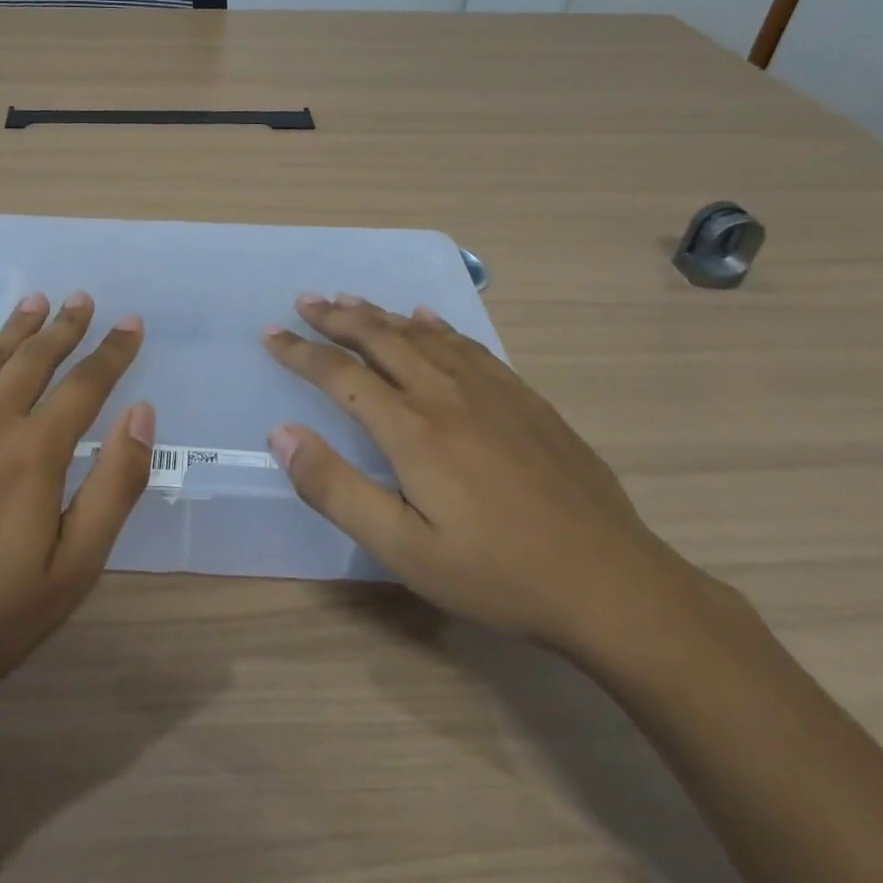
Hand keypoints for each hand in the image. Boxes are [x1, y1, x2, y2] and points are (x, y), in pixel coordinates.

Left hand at [0, 292, 153, 718]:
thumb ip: (115, 485)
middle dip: (64, 326)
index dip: (113, 351)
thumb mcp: (74, 568)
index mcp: (34, 452)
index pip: (85, 384)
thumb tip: (141, 412)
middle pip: (34, 358)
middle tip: (82, 299)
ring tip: (36, 302)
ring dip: (14, 327)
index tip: (131, 323)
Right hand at [262, 294, 691, 654]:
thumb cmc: (497, 574)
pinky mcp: (526, 400)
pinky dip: (438, 326)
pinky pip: (470, 346)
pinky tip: (427, 318)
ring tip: (350, 300)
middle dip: (337, 318)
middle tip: (306, 299)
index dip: (300, 352)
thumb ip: (335, 489)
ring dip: (381, 315)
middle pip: (381, 340)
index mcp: (413, 431)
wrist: (611, 583)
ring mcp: (493, 393)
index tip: (270, 334)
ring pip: (423, 336)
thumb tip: (282, 433)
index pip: (341, 375)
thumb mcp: (403, 549)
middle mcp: (447, 396)